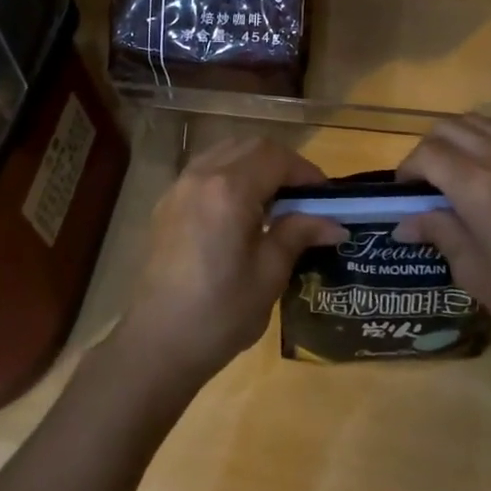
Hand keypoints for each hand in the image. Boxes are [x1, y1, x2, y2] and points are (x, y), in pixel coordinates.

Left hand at [116, 137, 345, 386]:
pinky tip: (240, 210)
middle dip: (282, 163)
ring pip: (226, 152)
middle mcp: (202, 175)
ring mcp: (179, 186)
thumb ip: (298, 235)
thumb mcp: (268, 275)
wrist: (156, 344)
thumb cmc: (219, 313)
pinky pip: (205, 169)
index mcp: (230, 189)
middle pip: (250, 146)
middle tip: (304, 195)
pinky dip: (230, 174)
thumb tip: (334, 224)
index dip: (306, 171)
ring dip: (255, 164)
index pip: (276, 158)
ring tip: (274, 200)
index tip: (326, 196)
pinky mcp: (167, 203)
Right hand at [395, 116, 490, 357]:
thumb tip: (405, 222)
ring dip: (458, 138)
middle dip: (428, 149)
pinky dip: (489, 139)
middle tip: (426, 182)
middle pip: (449, 127)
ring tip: (456, 170)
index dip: (408, 169)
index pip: (427, 154)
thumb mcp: (475, 272)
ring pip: (479, 121)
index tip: (405, 193)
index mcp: (477, 187)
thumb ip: (439, 233)